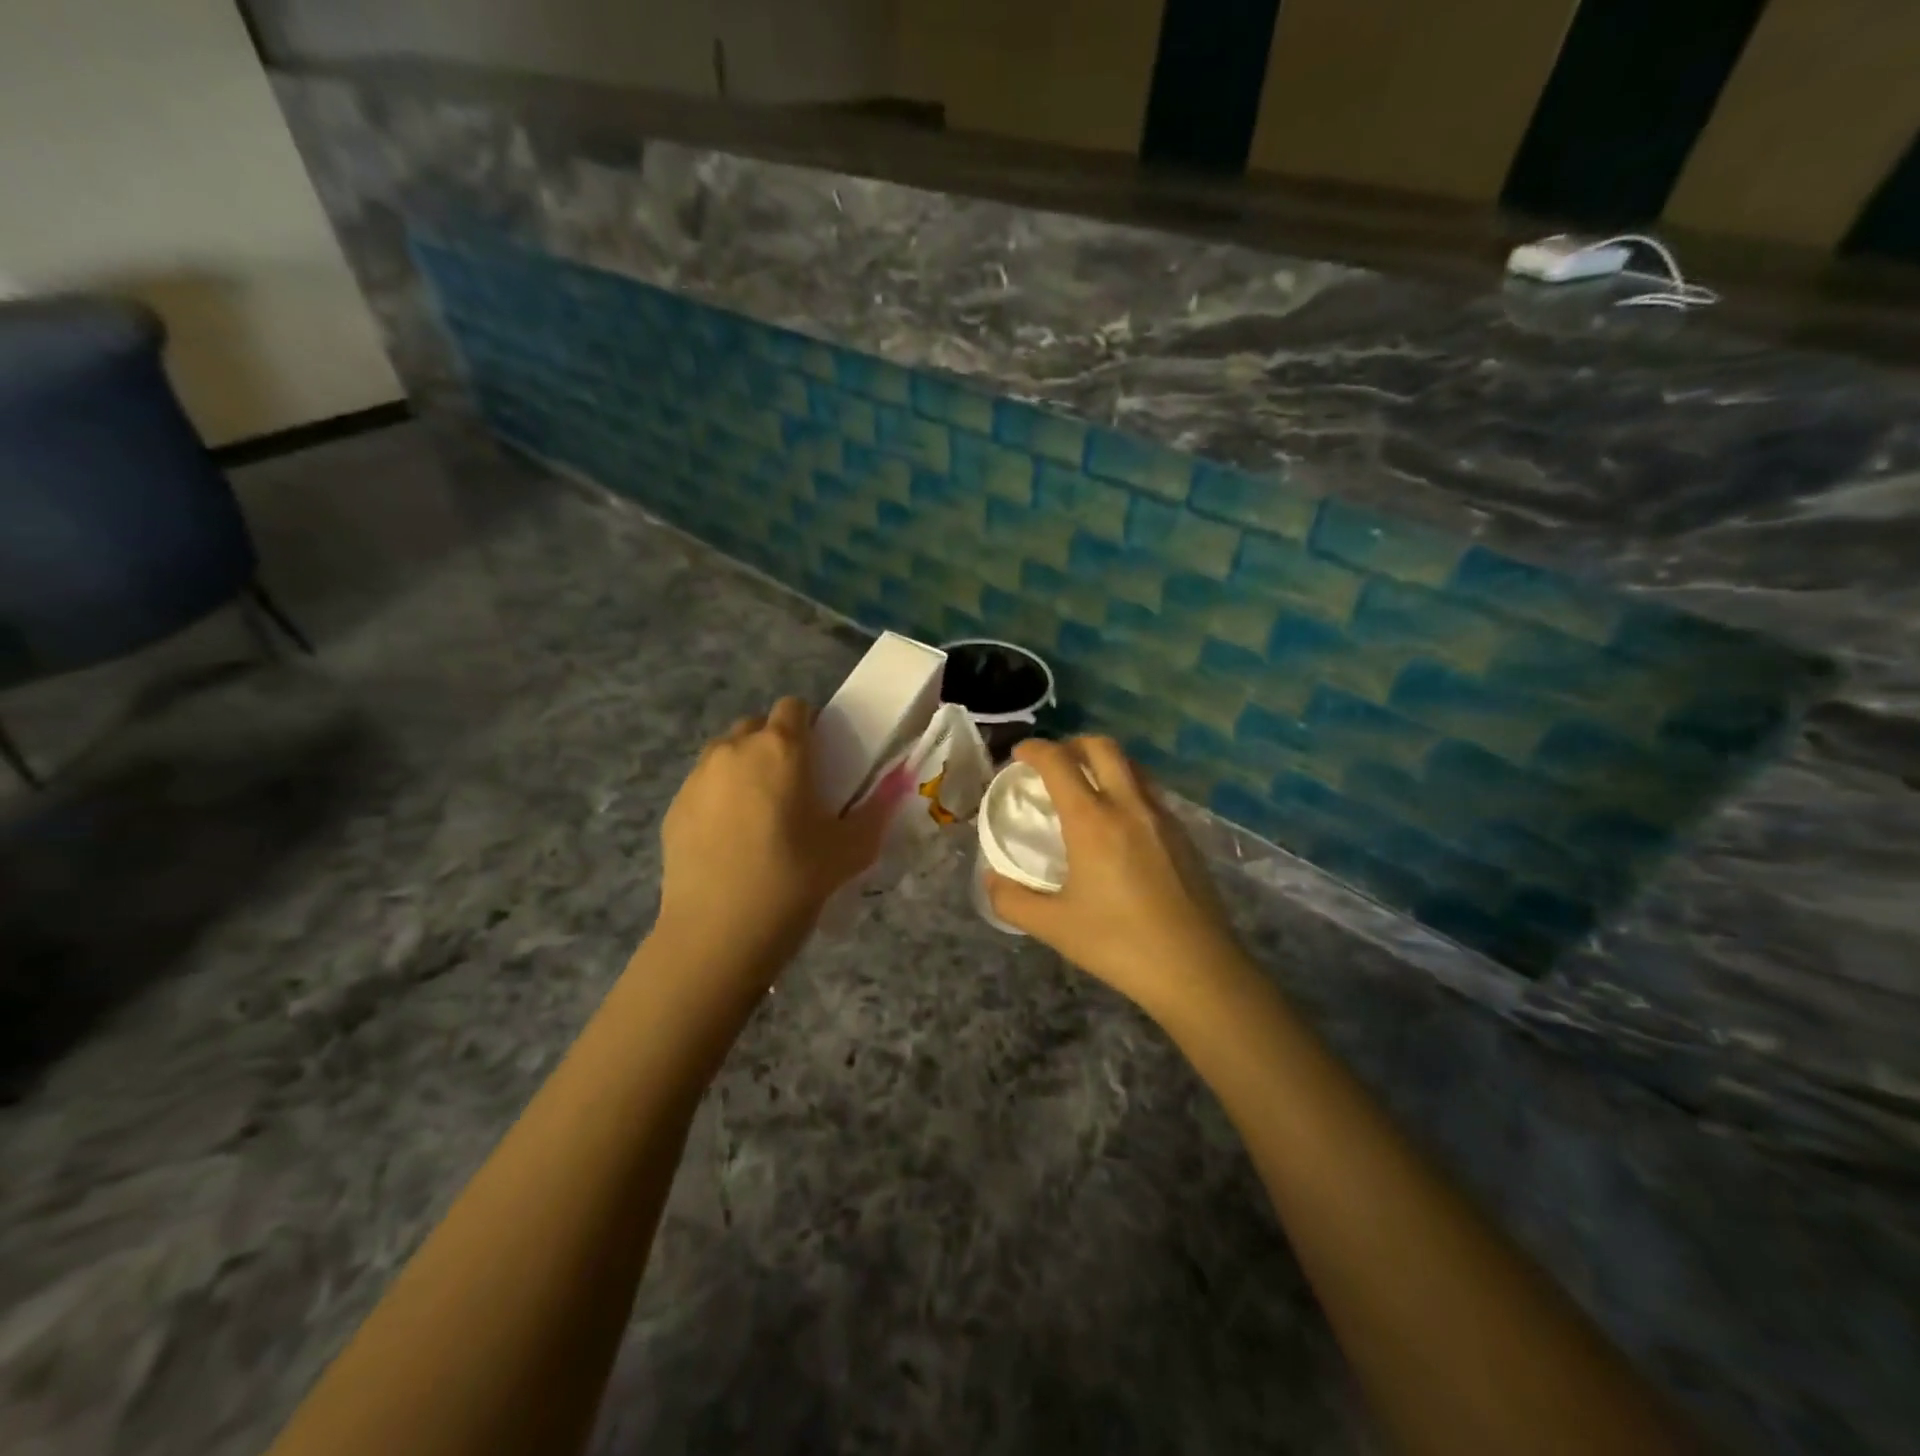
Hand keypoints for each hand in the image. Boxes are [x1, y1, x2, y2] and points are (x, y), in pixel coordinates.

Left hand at [657, 697, 889, 973]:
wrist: (717, 935)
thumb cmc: (792, 881)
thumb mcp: (849, 850)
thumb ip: (877, 810)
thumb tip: (898, 784)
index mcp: (781, 748)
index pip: (795, 706)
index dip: (810, 725)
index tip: (822, 759)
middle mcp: (734, 749)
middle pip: (757, 725)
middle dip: (775, 745)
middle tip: (793, 788)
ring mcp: (697, 777)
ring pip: (726, 754)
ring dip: (745, 769)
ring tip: (759, 815)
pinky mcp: (673, 808)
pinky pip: (703, 786)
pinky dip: (718, 798)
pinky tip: (729, 841)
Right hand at [984, 737, 1243, 1021]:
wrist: (1197, 969)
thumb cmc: (1119, 944)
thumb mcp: (1054, 927)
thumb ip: (1013, 899)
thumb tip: (991, 879)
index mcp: (1093, 821)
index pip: (1059, 762)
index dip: (1035, 749)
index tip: (1019, 755)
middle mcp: (1129, 806)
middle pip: (1102, 747)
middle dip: (1072, 744)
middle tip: (1052, 764)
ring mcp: (1162, 817)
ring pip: (1132, 766)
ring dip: (1103, 762)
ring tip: (1084, 787)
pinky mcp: (1183, 835)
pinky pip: (1149, 792)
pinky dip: (1126, 787)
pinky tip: (1118, 823)